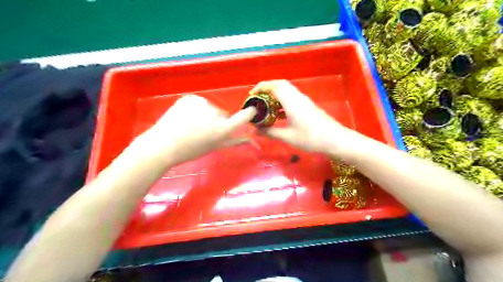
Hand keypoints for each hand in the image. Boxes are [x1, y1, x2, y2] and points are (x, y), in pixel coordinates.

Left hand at [136, 95, 255, 164]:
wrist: (163, 145)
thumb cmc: (190, 150)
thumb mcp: (214, 147)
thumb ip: (234, 141)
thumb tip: (251, 140)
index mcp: (222, 129)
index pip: (244, 116)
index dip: (249, 113)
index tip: (251, 111)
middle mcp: (216, 114)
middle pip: (223, 114)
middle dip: (217, 120)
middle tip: (203, 130)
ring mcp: (202, 104)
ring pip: (210, 108)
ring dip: (205, 114)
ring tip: (190, 124)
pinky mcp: (191, 98)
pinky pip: (198, 102)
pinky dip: (194, 108)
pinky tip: (184, 117)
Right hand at [250, 79, 352, 155]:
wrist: (335, 140)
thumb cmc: (310, 138)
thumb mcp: (288, 136)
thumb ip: (270, 132)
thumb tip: (255, 131)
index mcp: (291, 101)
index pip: (274, 85)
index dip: (261, 87)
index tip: (251, 95)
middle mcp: (297, 97)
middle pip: (280, 85)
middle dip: (267, 89)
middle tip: (257, 100)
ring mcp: (304, 101)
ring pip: (287, 92)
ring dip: (275, 96)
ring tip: (265, 108)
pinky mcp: (307, 107)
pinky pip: (291, 99)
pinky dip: (282, 103)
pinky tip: (278, 116)